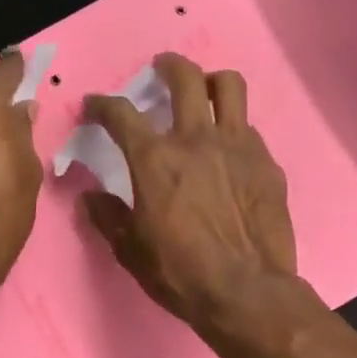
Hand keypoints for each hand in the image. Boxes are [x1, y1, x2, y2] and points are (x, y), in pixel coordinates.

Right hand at [80, 53, 299, 332]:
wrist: (247, 292)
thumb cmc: (181, 272)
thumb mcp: (130, 250)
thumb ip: (107, 216)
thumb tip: (90, 197)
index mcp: (155, 159)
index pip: (121, 114)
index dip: (102, 104)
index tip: (95, 105)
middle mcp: (196, 139)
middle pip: (184, 78)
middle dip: (167, 65)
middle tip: (160, 70)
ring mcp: (238, 146)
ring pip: (229, 86)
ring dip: (211, 81)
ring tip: (204, 92)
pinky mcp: (267, 163)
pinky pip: (249, 130)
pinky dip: (234, 131)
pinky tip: (230, 153)